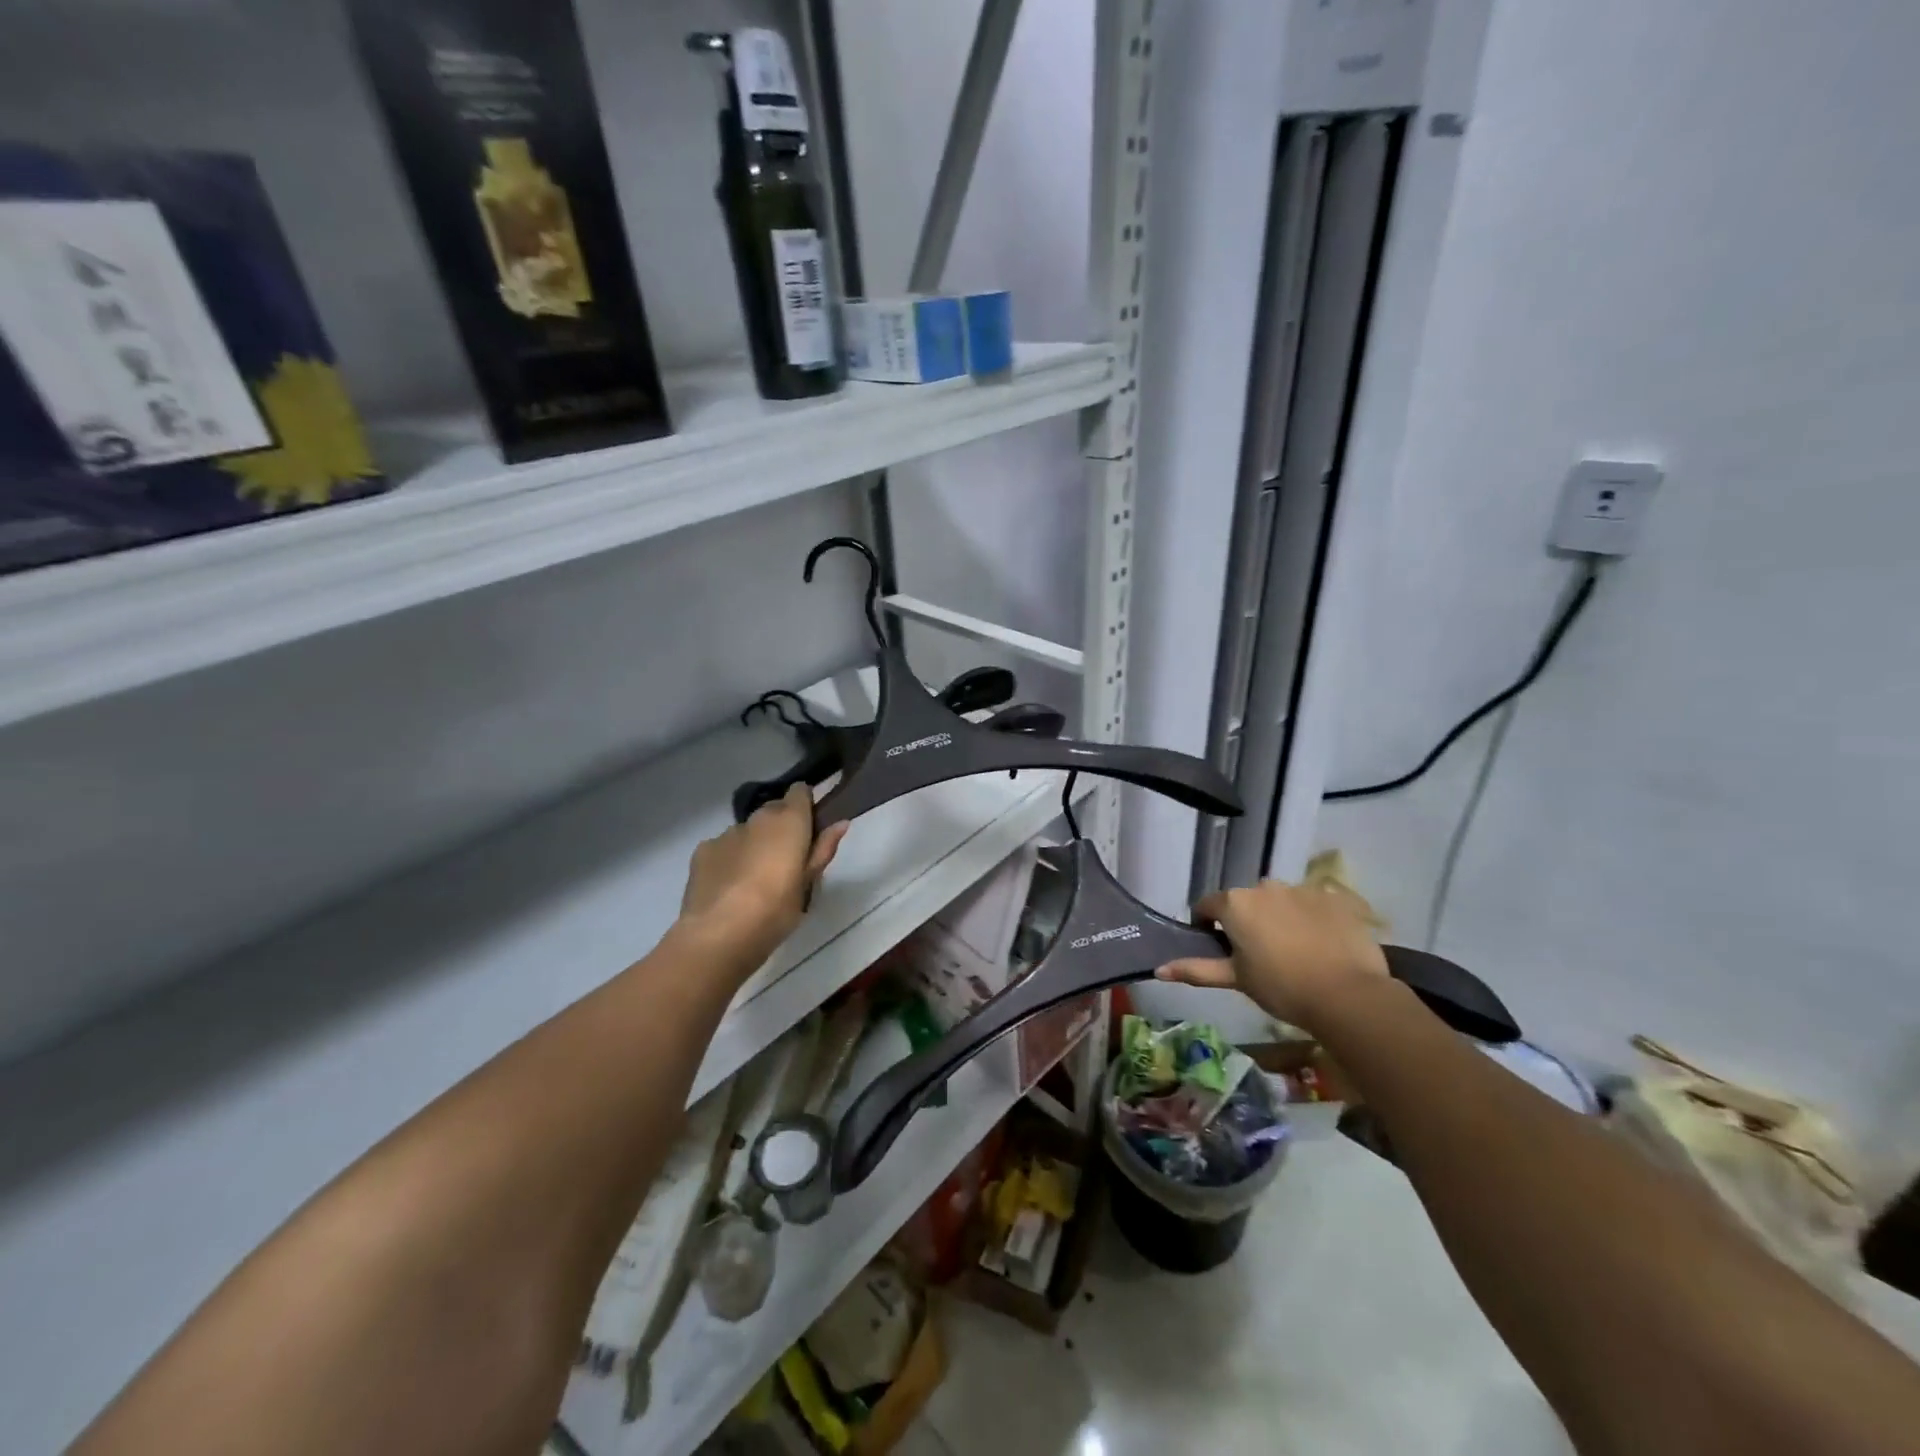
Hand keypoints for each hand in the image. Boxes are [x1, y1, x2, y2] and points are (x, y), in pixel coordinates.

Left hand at [678, 784, 847, 964]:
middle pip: (773, 810)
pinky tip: (729, 886)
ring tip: (753, 879)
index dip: (805, 806)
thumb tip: (841, 823)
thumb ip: (823, 848)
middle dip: (780, 827)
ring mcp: (727, 833)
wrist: (720, 932)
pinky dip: (729, 858)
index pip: (799, 792)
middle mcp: (757, 818)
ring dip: (754, 844)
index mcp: (789, 821)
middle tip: (785, 860)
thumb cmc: (776, 909)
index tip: (809, 828)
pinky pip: (723, 846)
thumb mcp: (808, 883)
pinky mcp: (703, 850)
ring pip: (747, 831)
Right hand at [1156, 877, 1388, 1030]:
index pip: (1207, 907)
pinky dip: (1312, 919)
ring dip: (1279, 918)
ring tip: (1295, 951)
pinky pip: (1314, 904)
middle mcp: (1265, 886)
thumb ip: (1196, 969)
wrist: (1349, 995)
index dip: (1208, 928)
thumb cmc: (1282, 987)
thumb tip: (1158, 969)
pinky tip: (1323, 945)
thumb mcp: (1235, 979)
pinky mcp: (1335, 897)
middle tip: (1259, 956)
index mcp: (1235, 903)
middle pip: (1245, 902)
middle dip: (1247, 922)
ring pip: (1280, 901)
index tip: (1221, 952)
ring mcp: (1302, 888)